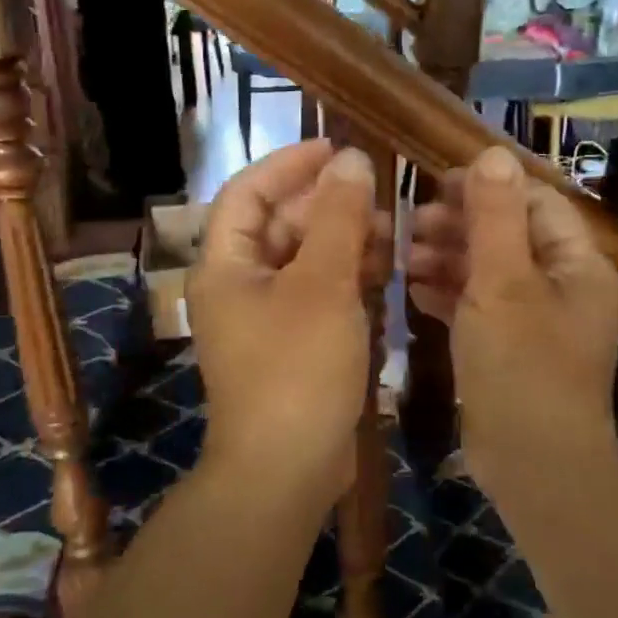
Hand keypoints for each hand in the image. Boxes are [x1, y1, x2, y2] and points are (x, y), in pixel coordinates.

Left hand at [188, 140, 389, 501]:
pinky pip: (318, 296)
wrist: (288, 470)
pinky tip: (384, 275)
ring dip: (343, 242)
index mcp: (226, 265)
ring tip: (390, 233)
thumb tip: (350, 159)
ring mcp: (266, 320)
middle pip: (280, 225)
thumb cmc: (297, 368)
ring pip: (305, 261)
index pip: (248, 191)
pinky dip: (347, 280)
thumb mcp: (322, 285)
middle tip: (377, 195)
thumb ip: (337, 218)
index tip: (336, 147)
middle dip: (328, 205)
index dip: (289, 164)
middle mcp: (240, 286)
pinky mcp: (293, 347)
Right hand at [407, 147, 617, 485]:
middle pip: (508, 236)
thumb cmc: (521, 367)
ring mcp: (536, 322)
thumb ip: (495, 217)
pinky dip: (449, 295)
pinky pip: (480, 308)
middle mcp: (563, 288)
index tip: (435, 183)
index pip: (534, 203)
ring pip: (489, 273)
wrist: (533, 466)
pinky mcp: (510, 351)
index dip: (486, 187)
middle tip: (408, 222)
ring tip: (402, 254)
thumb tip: (493, 153)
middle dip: (459, 225)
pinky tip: (412, 290)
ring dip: (448, 259)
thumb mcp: (503, 284)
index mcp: (578, 264)